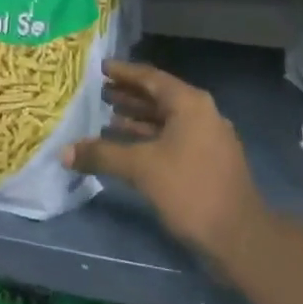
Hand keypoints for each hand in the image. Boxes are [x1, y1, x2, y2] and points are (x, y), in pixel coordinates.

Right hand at [63, 60, 270, 267]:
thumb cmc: (190, 190)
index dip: (124, 72)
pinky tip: (128, 147)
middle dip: (129, 95)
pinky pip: (173, 138)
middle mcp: (202, 113)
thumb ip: (102, 155)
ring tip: (106, 118)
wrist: (239, 236)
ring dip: (138, 118)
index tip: (101, 68)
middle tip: (99, 93)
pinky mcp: (208, 161)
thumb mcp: (141, 168)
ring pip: (166, 120)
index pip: (151, 78)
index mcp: (190, 104)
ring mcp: (208, 138)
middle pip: (159, 97)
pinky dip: (150, 138)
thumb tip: (64, 151)